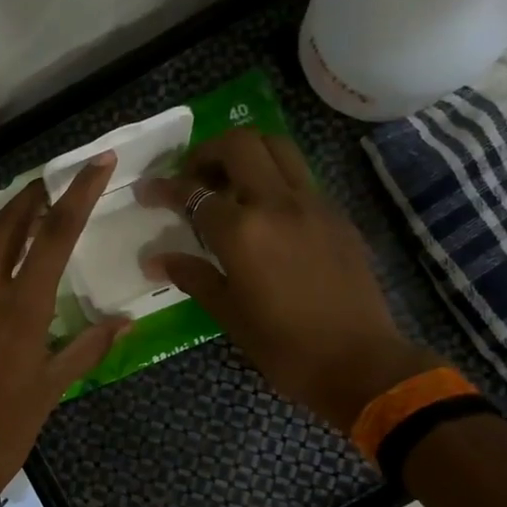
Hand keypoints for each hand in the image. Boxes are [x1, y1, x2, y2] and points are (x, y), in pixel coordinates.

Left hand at [0, 155, 129, 488]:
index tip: (97, 162)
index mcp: (23, 307)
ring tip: (26, 218)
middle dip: (32, 197)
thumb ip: (90, 346)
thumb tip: (124, 321)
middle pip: (8, 225)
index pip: (55, 234)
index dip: (78, 193)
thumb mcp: (55, 387)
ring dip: (5, 222)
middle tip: (52, 185)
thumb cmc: (9, 424)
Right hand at [135, 129, 442, 429]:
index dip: (165, 187)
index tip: (147, 190)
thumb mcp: (228, 313)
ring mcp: (313, 204)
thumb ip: (192, 275)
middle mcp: (278, 203)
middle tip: (193, 178)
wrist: (359, 362)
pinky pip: (300, 176)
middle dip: (208, 152)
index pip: (194, 192)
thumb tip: (156, 260)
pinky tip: (265, 212)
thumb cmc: (283, 346)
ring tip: (229, 184)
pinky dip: (274, 176)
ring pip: (277, 148)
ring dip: (246, 153)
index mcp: (243, 231)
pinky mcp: (337, 215)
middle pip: (240, 144)